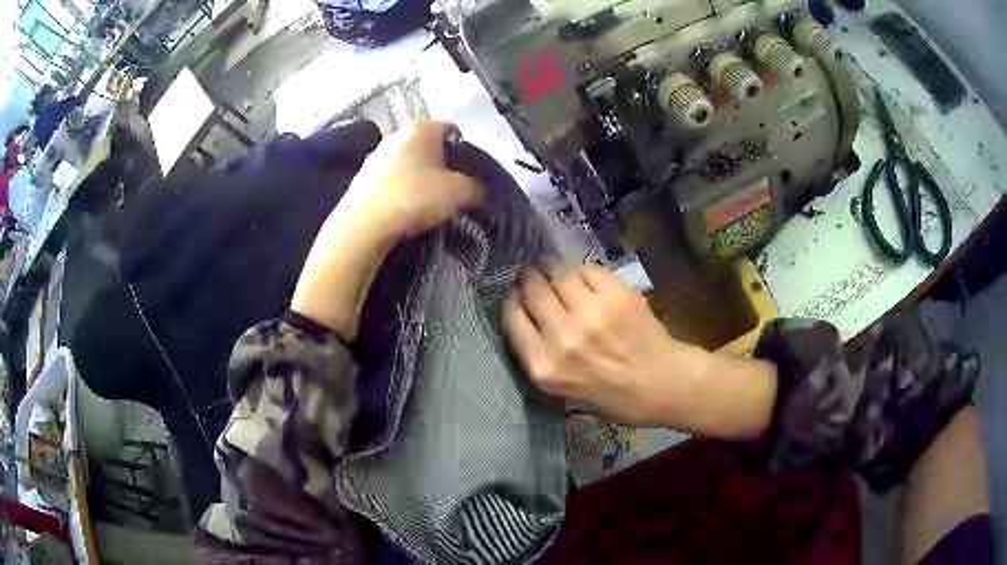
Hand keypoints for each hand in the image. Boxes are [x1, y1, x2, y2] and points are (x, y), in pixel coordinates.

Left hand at [291, 120, 484, 339]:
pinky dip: (400, 188)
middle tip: (451, 188)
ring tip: (427, 202)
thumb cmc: (415, 196)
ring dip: (419, 177)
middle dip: (441, 163)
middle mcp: (397, 134)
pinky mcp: (362, 177)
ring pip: (407, 162)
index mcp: (422, 127)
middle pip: (428, 145)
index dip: (464, 150)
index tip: (469, 172)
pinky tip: (404, 209)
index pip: (452, 130)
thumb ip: (476, 187)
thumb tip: (480, 190)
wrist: (364, 224)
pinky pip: (390, 178)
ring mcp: (376, 154)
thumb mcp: (458, 192)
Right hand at [501, 265, 691, 425]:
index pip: (511, 317)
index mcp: (544, 366)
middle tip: (533, 273)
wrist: (662, 385)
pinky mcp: (616, 296)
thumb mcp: (561, 392)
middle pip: (532, 289)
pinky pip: (588, 270)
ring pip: (559, 274)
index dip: (511, 299)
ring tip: (554, 267)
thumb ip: (538, 357)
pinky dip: (584, 272)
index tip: (515, 293)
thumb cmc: (612, 396)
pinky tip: (586, 279)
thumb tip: (523, 317)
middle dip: (529, 277)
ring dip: (553, 267)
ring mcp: (591, 314)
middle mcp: (562, 338)